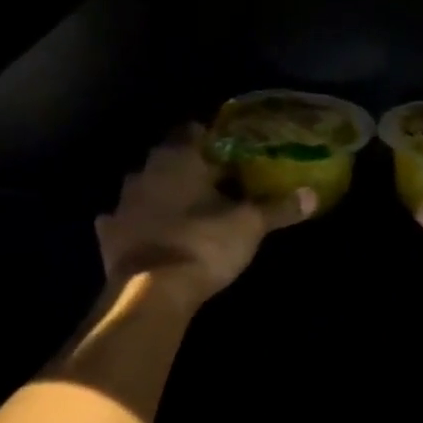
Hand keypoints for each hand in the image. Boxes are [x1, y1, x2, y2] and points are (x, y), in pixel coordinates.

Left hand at [96, 128, 315, 300]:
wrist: (152, 291)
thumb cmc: (204, 245)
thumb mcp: (249, 226)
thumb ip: (278, 208)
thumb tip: (312, 194)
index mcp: (179, 159)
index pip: (193, 131)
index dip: (211, 138)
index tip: (228, 151)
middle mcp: (145, 171)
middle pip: (167, 158)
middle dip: (187, 166)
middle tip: (213, 181)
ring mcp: (122, 202)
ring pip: (144, 186)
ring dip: (160, 193)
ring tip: (184, 208)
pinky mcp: (109, 234)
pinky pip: (122, 220)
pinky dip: (136, 223)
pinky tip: (149, 233)